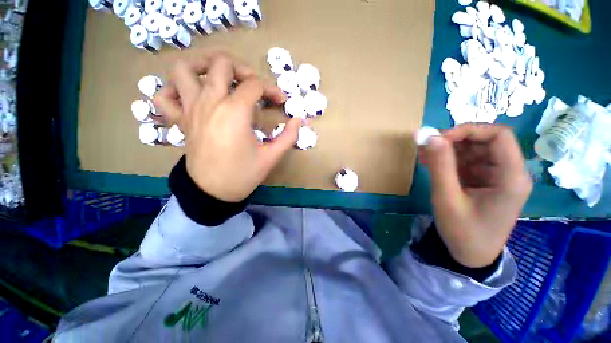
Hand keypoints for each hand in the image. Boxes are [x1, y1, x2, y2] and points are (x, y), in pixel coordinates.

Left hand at [154, 51, 300, 201]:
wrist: (214, 192)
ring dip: (203, 65)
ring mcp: (191, 109)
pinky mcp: (180, 120)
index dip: (272, 89)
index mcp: (235, 112)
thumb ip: (289, 136)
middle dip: (242, 68)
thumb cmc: (243, 174)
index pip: (255, 85)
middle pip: (221, 63)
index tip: (280, 101)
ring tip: (219, 75)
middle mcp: (210, 103)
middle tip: (252, 85)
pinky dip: (173, 88)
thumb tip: (299, 120)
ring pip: (185, 69)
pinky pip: (164, 95)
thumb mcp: (272, 157)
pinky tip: (190, 94)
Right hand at [418, 124, 531, 267]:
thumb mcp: (447, 198)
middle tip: (426, 146)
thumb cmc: (463, 232)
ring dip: (447, 150)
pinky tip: (430, 163)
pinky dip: (447, 160)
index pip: (498, 136)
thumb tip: (430, 137)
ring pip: (473, 151)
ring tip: (423, 155)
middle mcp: (508, 172)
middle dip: (454, 140)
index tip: (440, 138)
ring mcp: (496, 177)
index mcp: (511, 177)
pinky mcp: (484, 181)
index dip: (469, 130)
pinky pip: (466, 162)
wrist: (470, 256)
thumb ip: (440, 165)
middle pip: (484, 141)